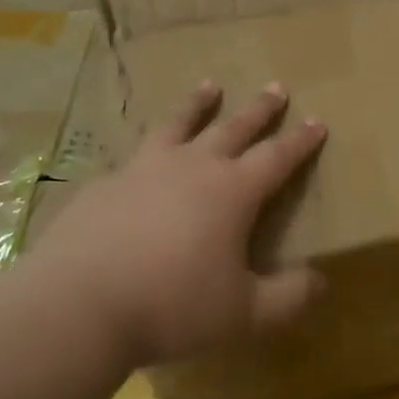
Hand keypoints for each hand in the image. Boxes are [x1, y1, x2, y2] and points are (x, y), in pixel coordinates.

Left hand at [32, 82, 327, 365]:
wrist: (77, 306)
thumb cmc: (171, 306)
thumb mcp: (243, 314)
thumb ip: (287, 298)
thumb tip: (321, 282)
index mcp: (232, 191)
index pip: (277, 156)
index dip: (300, 141)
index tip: (317, 121)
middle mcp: (192, 167)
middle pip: (234, 127)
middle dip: (260, 109)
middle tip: (277, 87)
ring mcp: (144, 169)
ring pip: (179, 124)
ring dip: (199, 103)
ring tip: (209, 85)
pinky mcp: (105, 184)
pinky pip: (133, 156)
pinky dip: (147, 148)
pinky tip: (140, 157)